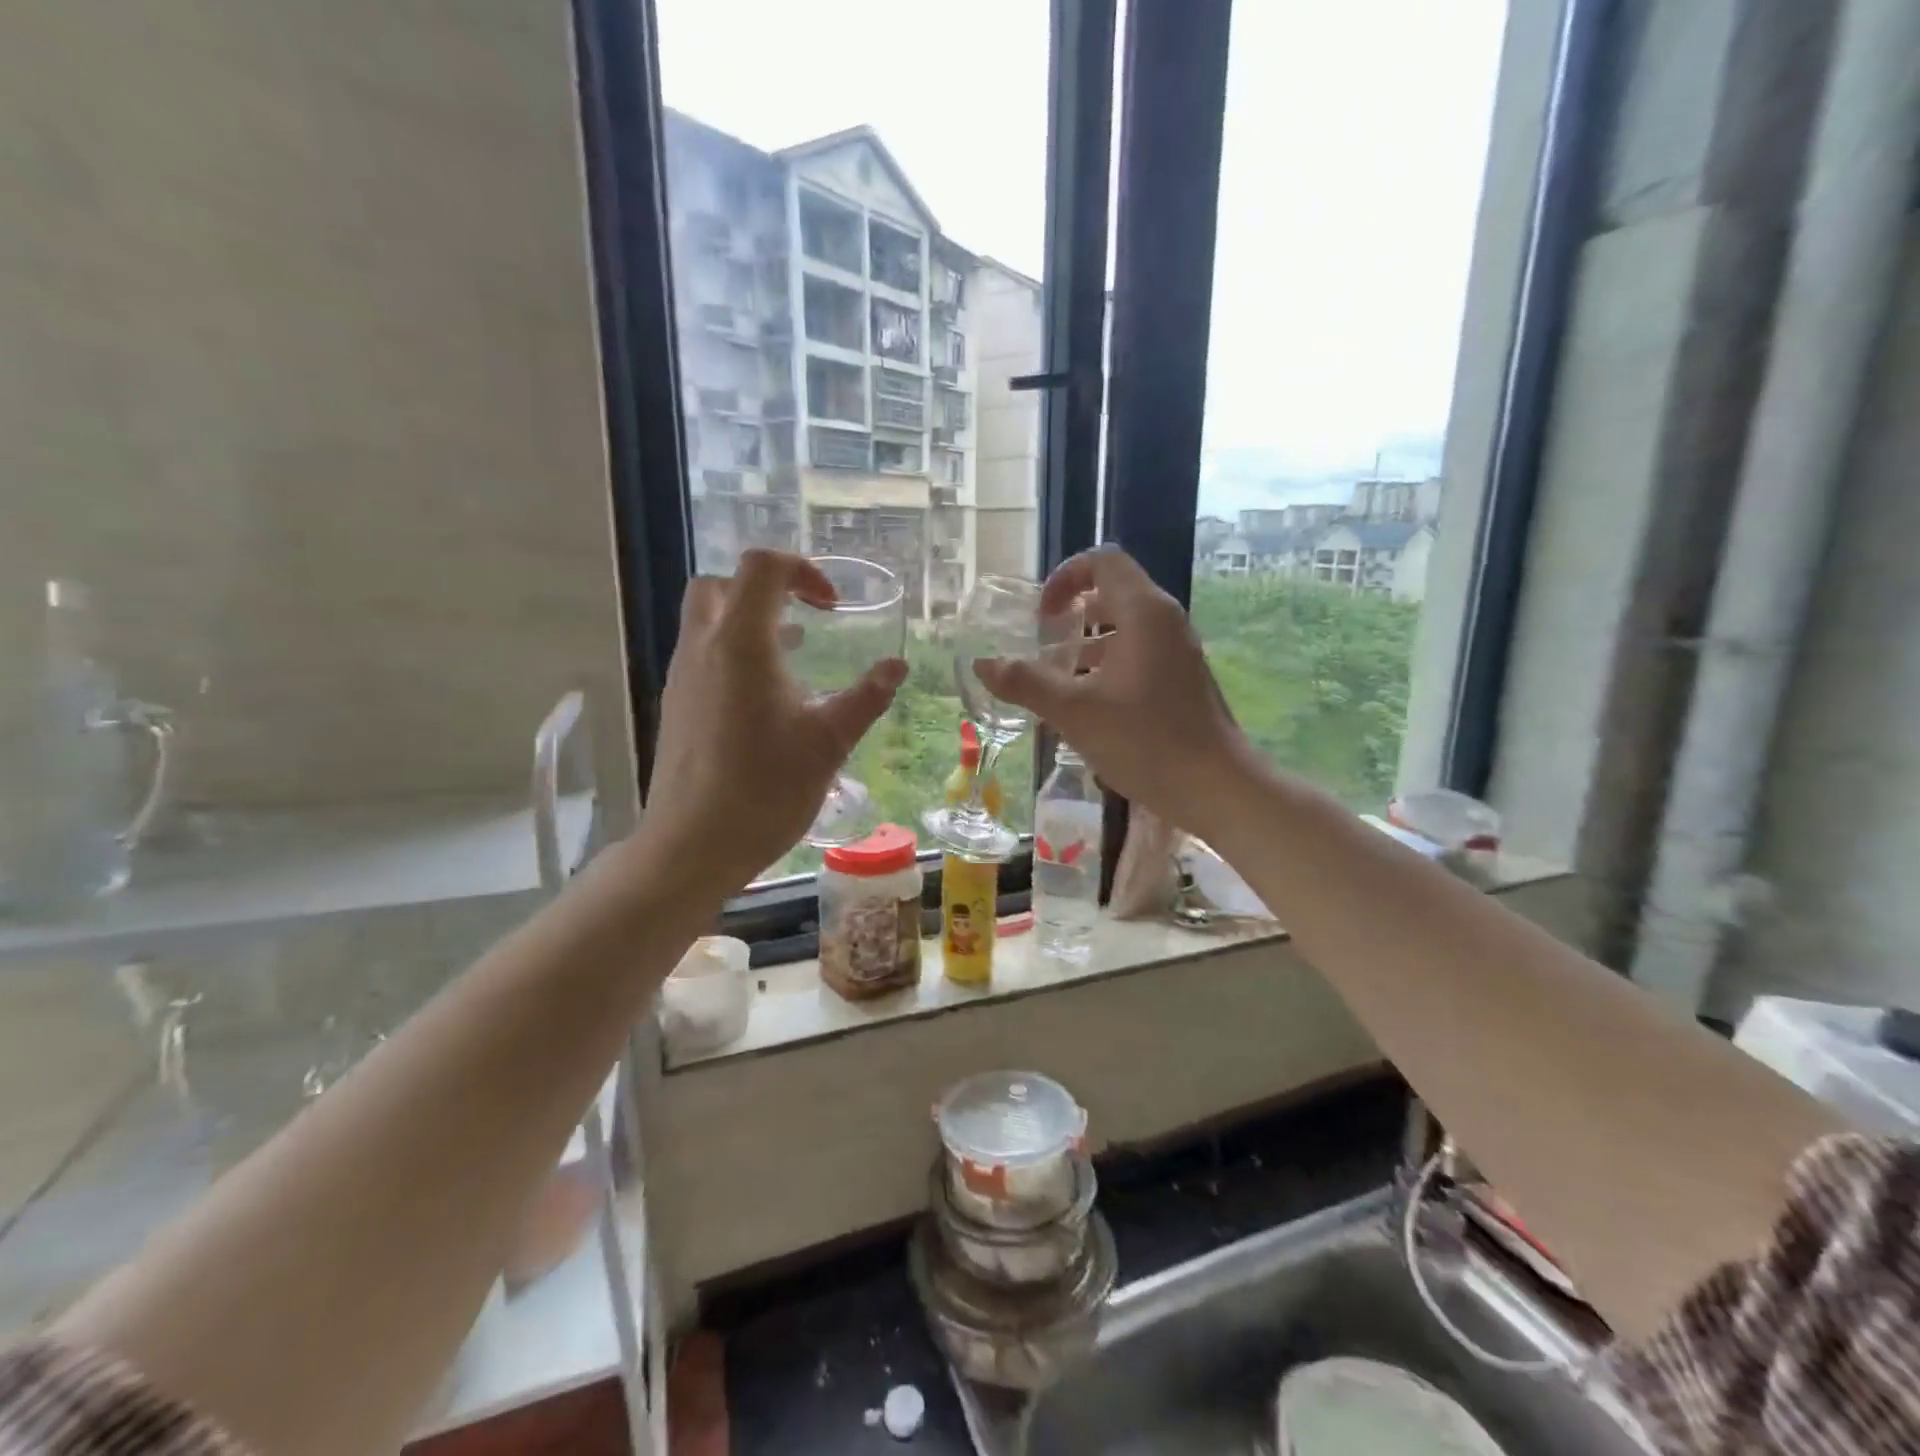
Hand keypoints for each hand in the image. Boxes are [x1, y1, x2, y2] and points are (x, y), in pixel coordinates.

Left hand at [641, 550, 906, 890]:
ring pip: (708, 620)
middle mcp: (703, 648)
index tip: (834, 607)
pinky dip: (735, 653)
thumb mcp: (829, 742)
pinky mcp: (676, 705)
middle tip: (806, 618)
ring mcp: (683, 677)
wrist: (694, 845)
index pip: (762, 568)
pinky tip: (767, 698)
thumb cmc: (766, 789)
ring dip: (750, 622)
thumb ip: (866, 697)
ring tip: (796, 655)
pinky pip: (703, 655)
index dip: (802, 571)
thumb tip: (897, 666)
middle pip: (723, 584)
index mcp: (741, 644)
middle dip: (767, 589)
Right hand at [975, 547, 1256, 835]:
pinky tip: (1086, 706)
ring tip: (1055, 679)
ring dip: (1087, 645)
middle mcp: (1165, 622)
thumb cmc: (1145, 741)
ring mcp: (1178, 652)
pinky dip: (1107, 666)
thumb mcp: (1074, 712)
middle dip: (1072, 613)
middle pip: (1113, 593)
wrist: (1217, 788)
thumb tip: (983, 663)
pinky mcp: (1182, 680)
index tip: (1040, 615)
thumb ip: (1025, 682)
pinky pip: (1138, 655)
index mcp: (1144, 613)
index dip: (1064, 577)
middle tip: (1042, 644)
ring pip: (1125, 629)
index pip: (1103, 562)